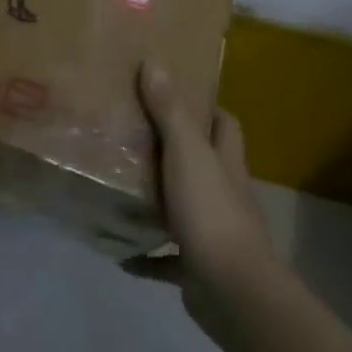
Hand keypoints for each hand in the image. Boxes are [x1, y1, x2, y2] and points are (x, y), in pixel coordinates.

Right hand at [133, 60, 282, 327]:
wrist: (231, 290)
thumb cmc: (211, 212)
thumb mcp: (186, 153)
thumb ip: (170, 111)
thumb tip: (155, 62)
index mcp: (225, 164)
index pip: (226, 126)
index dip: (208, 109)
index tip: (176, 94)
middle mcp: (224, 194)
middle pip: (204, 164)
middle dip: (175, 152)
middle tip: (133, 136)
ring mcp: (213, 232)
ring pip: (183, 209)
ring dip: (157, 203)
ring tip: (120, 188)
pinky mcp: (197, 267)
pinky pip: (167, 259)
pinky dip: (146, 256)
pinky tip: (120, 252)